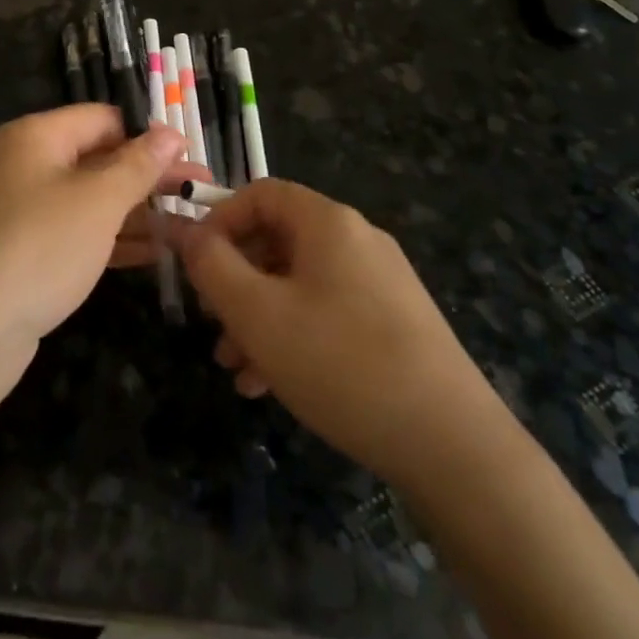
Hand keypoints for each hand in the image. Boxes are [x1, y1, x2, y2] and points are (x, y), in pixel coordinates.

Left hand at [0, 106, 201, 345]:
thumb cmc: (38, 248)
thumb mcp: (98, 201)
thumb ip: (138, 165)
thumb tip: (171, 132)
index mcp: (36, 136)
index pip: (103, 118)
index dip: (148, 135)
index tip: (191, 157)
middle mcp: (25, 165)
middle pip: (98, 158)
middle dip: (149, 176)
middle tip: (201, 193)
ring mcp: (21, 211)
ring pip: (90, 199)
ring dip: (137, 211)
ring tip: (189, 225)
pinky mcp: (23, 252)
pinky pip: (76, 233)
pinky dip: (113, 238)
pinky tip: (155, 252)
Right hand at [177, 180, 488, 481]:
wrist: (453, 445)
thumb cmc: (341, 362)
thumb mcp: (258, 313)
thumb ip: (212, 265)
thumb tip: (185, 231)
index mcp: (328, 222)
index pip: (260, 193)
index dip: (219, 220)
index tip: (195, 263)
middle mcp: (357, 240)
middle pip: (278, 240)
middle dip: (235, 278)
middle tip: (210, 320)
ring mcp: (381, 282)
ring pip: (300, 283)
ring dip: (259, 316)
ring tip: (233, 366)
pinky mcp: (395, 323)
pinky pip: (328, 312)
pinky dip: (293, 335)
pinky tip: (270, 385)